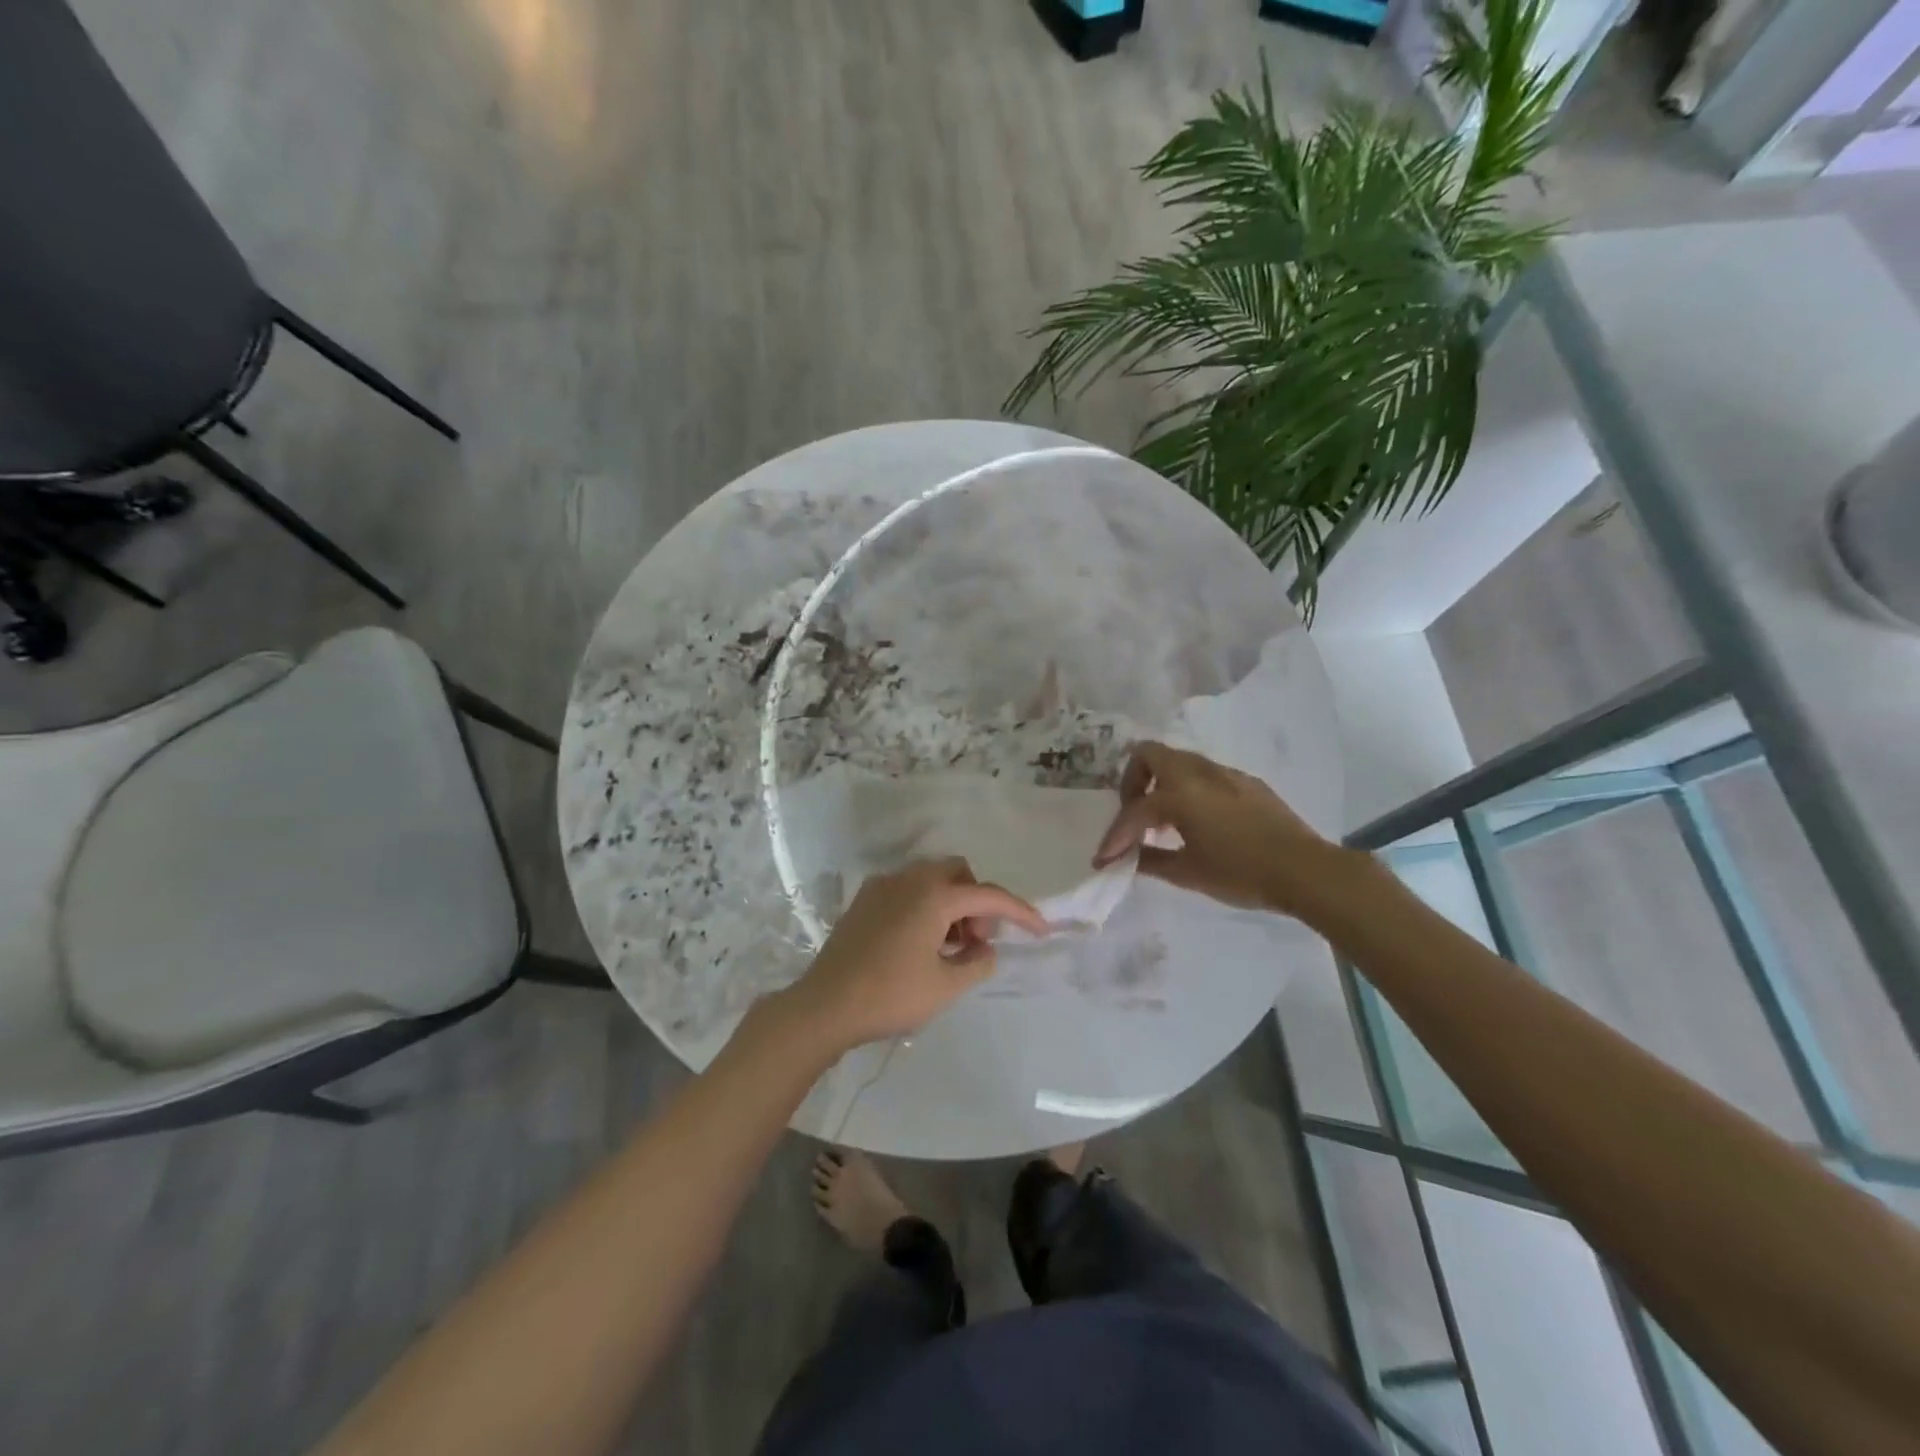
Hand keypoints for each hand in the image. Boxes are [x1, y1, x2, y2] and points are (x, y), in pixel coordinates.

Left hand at [780, 858, 1045, 1055]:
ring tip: (950, 946)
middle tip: (976, 939)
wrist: (825, 1005)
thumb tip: (984, 948)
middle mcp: (909, 879)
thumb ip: (978, 962)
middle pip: (959, 873)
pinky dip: (926, 905)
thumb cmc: (890, 995)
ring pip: (932, 879)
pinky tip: (921, 942)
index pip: (988, 896)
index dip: (1019, 912)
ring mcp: (883, 886)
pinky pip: (908, 889)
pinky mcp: (864, 900)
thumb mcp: (946, 987)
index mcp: (934, 896)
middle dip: (977, 901)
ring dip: (952, 903)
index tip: (1040, 930)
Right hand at [1092, 741, 1357, 918]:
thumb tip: (1127, 859)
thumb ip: (1151, 861)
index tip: (1103, 859)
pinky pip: (1204, 775)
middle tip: (1135, 815)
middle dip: (1132, 782)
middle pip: (1149, 754)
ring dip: (1161, 784)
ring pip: (1178, 762)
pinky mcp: (1246, 782)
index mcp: (1179, 793)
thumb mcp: (1188, 873)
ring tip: (1164, 823)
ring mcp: (1225, 773)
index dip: (1114, 837)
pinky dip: (1189, 790)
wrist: (1305, 870)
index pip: (1134, 811)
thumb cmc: (1241, 873)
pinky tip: (1198, 823)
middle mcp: (1198, 772)